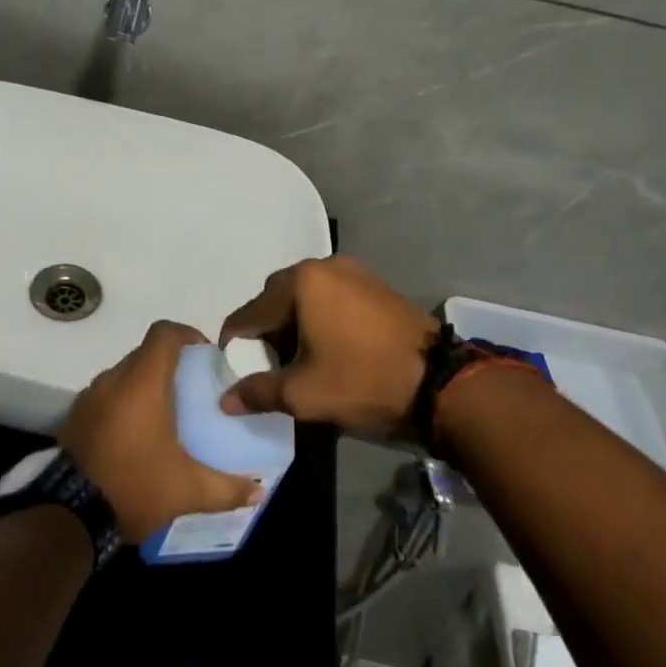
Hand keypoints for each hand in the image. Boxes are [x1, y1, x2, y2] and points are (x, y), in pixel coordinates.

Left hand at [59, 320, 262, 541]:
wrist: (69, 515)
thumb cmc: (134, 486)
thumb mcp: (187, 490)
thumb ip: (227, 487)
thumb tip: (259, 492)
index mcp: (142, 382)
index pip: (164, 334)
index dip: (187, 335)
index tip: (205, 355)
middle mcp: (112, 380)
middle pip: (145, 354)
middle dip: (170, 366)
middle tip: (192, 391)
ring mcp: (89, 398)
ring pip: (124, 376)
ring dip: (145, 386)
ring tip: (167, 415)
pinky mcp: (75, 418)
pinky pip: (106, 397)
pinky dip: (124, 405)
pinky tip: (138, 436)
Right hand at [219, 257, 438, 438]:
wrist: (440, 384)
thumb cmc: (362, 381)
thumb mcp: (304, 394)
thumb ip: (258, 392)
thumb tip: (225, 400)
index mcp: (301, 283)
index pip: (251, 312)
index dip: (235, 342)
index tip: (231, 368)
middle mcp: (324, 266)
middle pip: (277, 298)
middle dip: (266, 330)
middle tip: (266, 364)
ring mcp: (354, 272)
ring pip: (306, 296)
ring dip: (294, 323)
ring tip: (298, 359)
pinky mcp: (376, 285)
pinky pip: (332, 297)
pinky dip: (320, 318)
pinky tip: (327, 347)